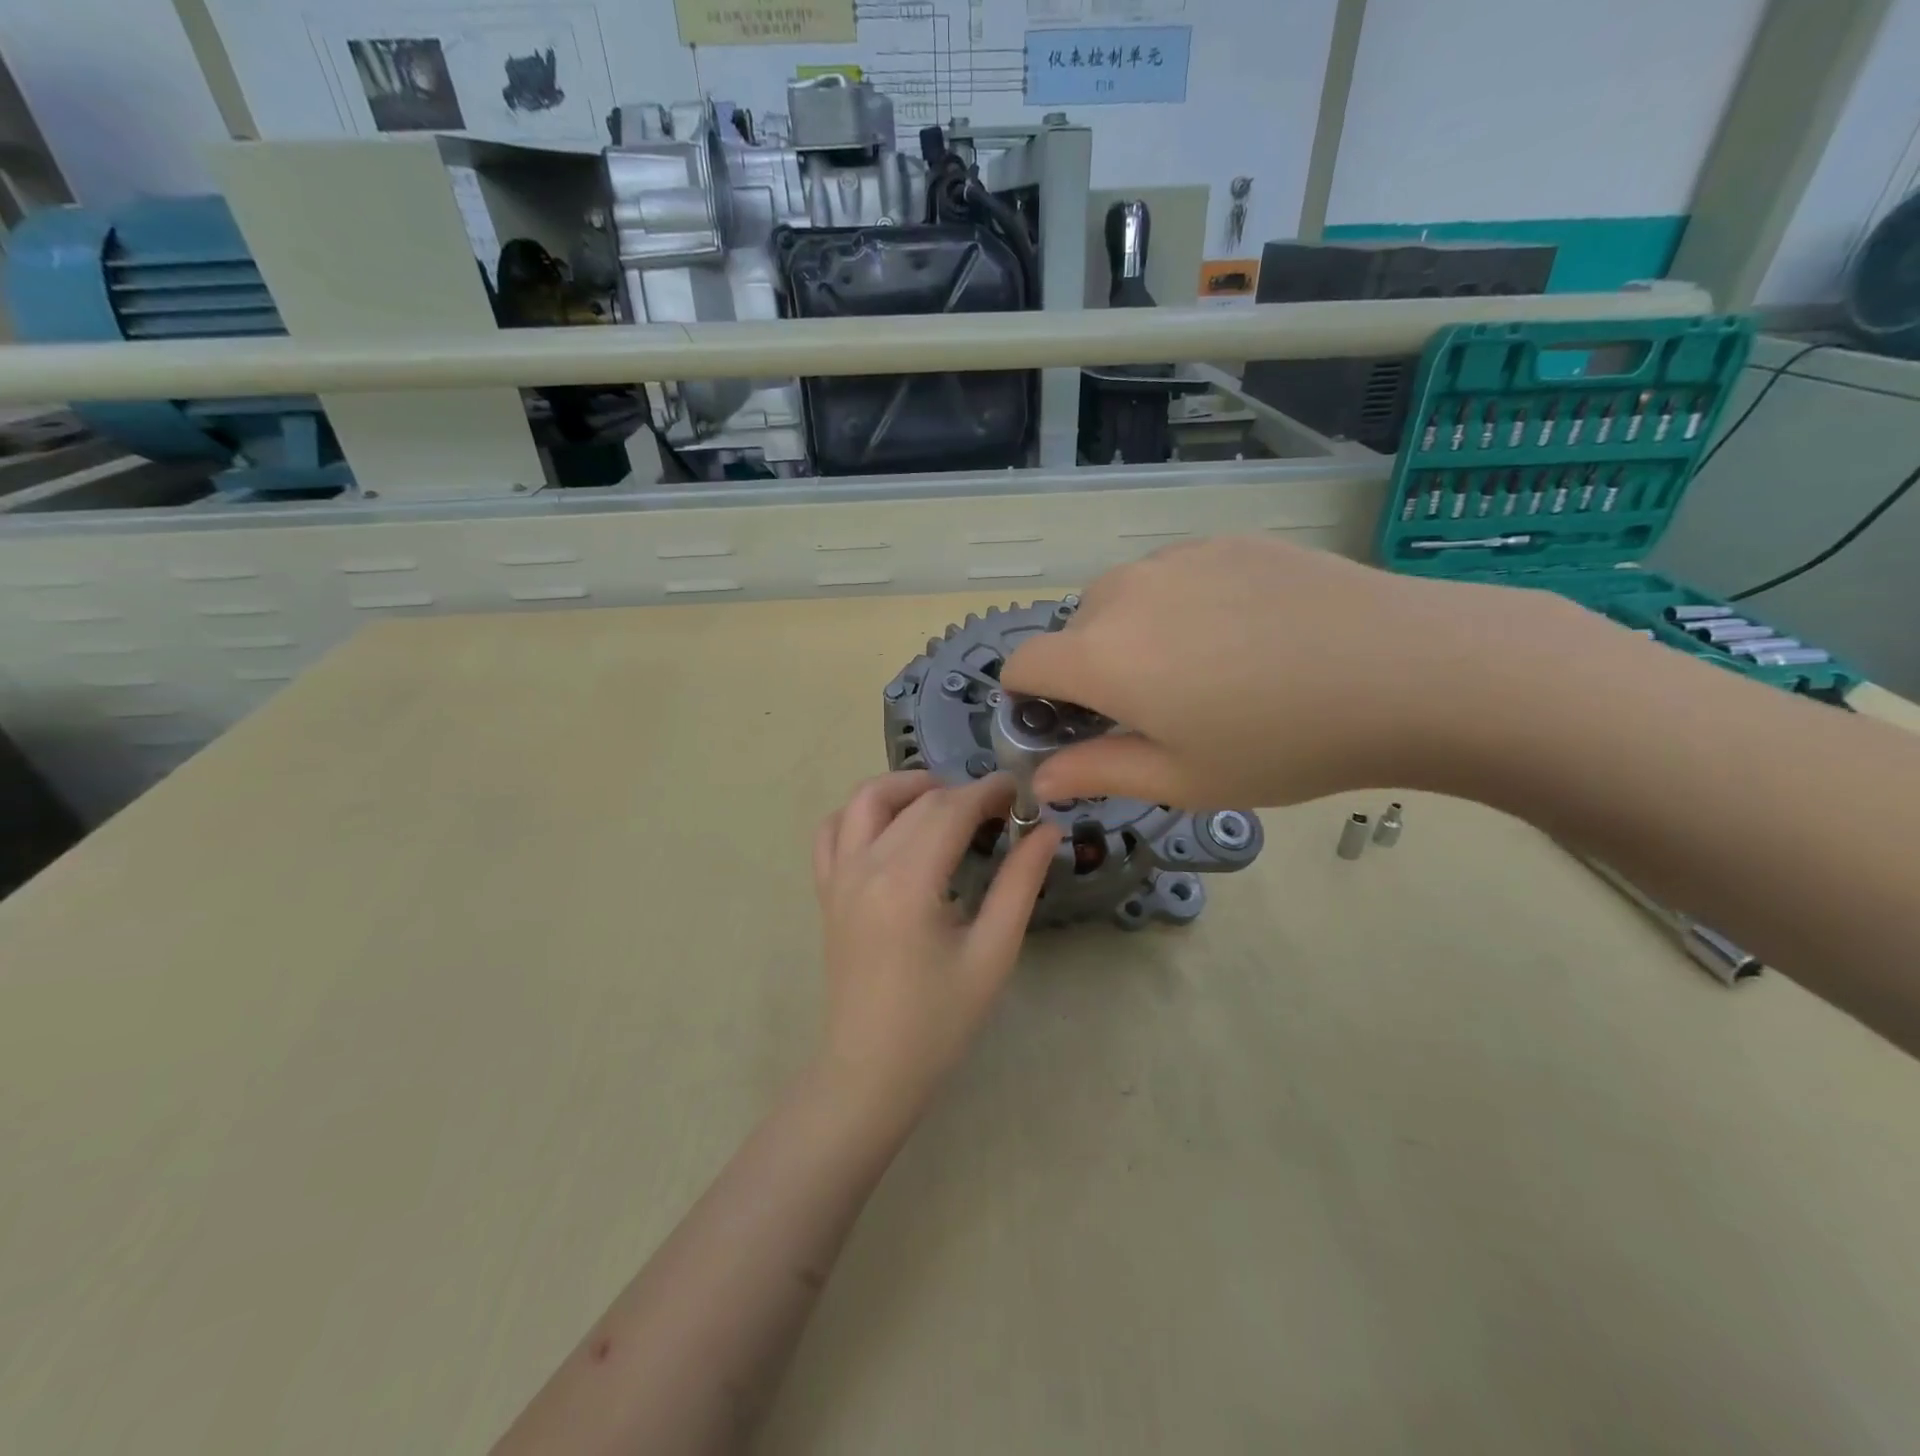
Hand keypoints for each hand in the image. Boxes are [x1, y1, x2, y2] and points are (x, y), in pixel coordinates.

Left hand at [812, 771, 1059, 1114]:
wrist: (871, 1071)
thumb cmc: (939, 1021)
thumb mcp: (993, 954)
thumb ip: (1020, 884)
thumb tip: (1046, 830)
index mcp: (907, 882)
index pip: (951, 810)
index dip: (989, 793)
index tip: (1020, 792)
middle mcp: (865, 866)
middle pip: (916, 801)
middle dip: (961, 792)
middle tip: (999, 808)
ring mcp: (838, 876)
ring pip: (865, 799)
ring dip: (908, 787)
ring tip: (947, 804)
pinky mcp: (827, 891)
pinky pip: (832, 830)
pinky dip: (862, 813)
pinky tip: (892, 827)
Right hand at [1001, 535, 1601, 808]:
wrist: (1407, 671)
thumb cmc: (1282, 743)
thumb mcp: (1181, 779)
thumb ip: (1096, 773)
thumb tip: (1041, 779)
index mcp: (1099, 654)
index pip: (1021, 665)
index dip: (1028, 701)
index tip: (1066, 728)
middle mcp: (1123, 592)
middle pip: (1071, 633)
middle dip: (1087, 673)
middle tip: (1152, 712)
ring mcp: (1176, 558)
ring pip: (1122, 600)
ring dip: (1132, 636)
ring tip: (1205, 671)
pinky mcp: (1225, 541)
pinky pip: (1172, 576)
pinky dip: (1178, 606)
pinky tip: (1244, 635)